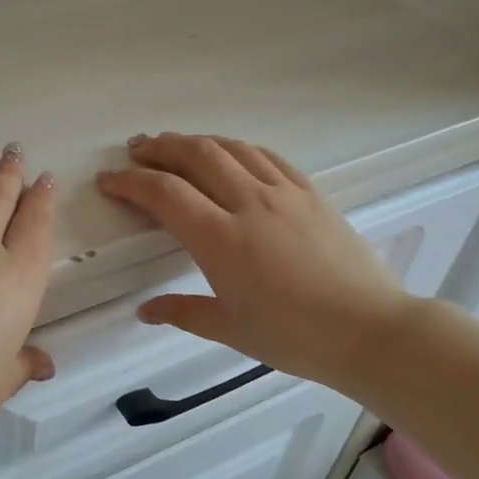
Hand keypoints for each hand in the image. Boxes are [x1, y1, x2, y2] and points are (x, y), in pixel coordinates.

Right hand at [96, 134, 409, 385]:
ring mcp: (285, 193)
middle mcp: (249, 204)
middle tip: (137, 149)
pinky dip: (240, 148)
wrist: (369, 329)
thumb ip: (183, 313)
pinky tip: (232, 153)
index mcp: (221, 239)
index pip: (165, 194)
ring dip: (198, 141)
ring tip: (176, 144)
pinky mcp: (312, 193)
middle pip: (196, 156)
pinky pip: (268, 157)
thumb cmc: (295, 337)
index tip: (109, 180)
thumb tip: (145, 311)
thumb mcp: (231, 329)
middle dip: (160, 147)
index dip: (131, 182)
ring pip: (233, 149)